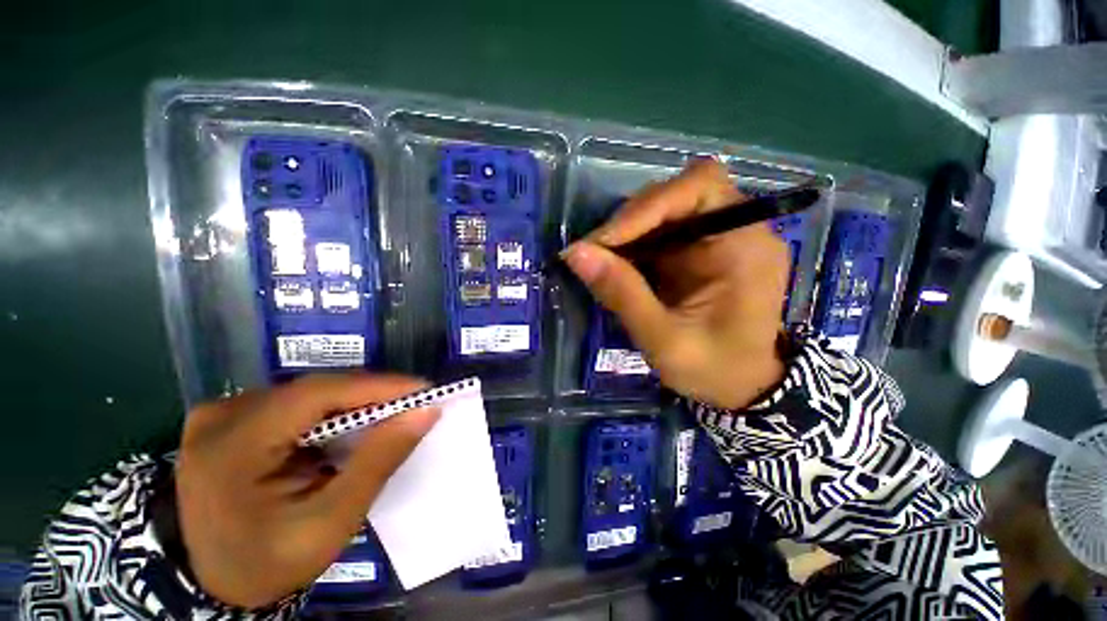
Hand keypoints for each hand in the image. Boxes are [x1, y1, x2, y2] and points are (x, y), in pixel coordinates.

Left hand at [176, 374, 439, 607]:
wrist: (209, 582)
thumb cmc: (268, 562)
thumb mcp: (330, 523)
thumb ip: (378, 462)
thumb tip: (425, 412)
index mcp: (232, 447)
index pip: (318, 395)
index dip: (378, 387)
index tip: (425, 390)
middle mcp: (222, 416)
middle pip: (316, 390)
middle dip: (372, 395)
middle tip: (414, 404)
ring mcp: (221, 412)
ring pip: (310, 392)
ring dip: (355, 402)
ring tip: (391, 414)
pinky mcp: (230, 416)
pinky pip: (296, 401)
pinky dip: (332, 410)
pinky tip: (351, 424)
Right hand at [563, 159, 787, 408]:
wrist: (739, 386)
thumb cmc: (713, 369)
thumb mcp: (664, 340)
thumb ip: (622, 295)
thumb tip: (575, 253)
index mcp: (745, 246)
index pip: (700, 186)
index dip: (649, 205)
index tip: (605, 242)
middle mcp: (735, 229)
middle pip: (677, 194)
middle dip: (630, 221)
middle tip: (593, 254)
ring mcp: (715, 238)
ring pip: (662, 211)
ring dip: (626, 232)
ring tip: (599, 262)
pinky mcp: (696, 250)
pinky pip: (658, 232)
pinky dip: (632, 245)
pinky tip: (615, 267)